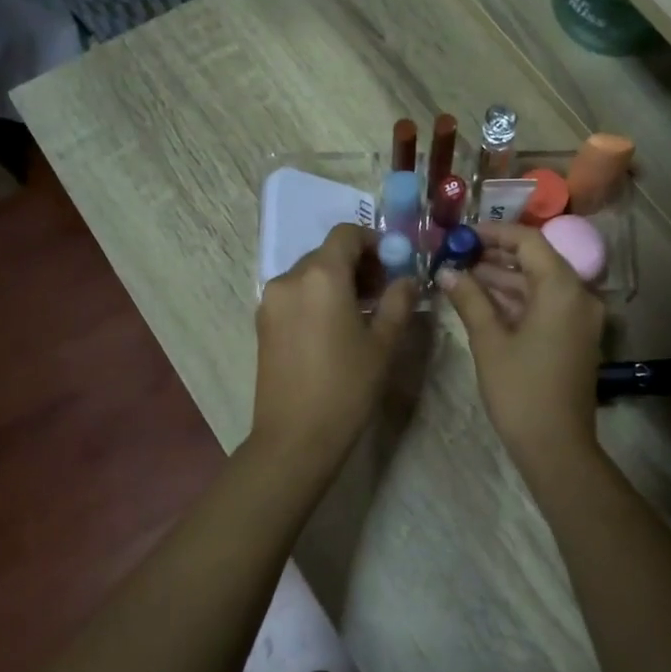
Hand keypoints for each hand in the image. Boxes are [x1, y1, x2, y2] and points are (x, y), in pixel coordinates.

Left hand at [251, 224, 414, 471]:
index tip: (394, 265)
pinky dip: (317, 297)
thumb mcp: (383, 343)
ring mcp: (271, 300)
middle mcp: (289, 278)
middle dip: (358, 263)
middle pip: (327, 253)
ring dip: (337, 281)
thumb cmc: (346, 387)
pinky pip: (295, 294)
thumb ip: (398, 301)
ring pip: (309, 274)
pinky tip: (335, 328)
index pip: (346, 234)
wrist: (295, 437)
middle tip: (384, 291)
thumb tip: (407, 279)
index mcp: (321, 276)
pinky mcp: (263, 323)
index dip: (374, 242)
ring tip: (362, 312)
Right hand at [437, 222, 604, 467]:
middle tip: (456, 253)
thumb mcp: (489, 342)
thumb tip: (446, 271)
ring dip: (503, 278)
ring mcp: (579, 318)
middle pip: (536, 260)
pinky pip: (545, 305)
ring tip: (460, 274)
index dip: (494, 233)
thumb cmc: (521, 392)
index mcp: (562, 289)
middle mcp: (579, 295)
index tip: (462, 234)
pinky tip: (482, 299)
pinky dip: (516, 300)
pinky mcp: (574, 336)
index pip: (529, 241)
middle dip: (495, 256)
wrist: (557, 448)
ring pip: (539, 284)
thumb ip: (469, 299)